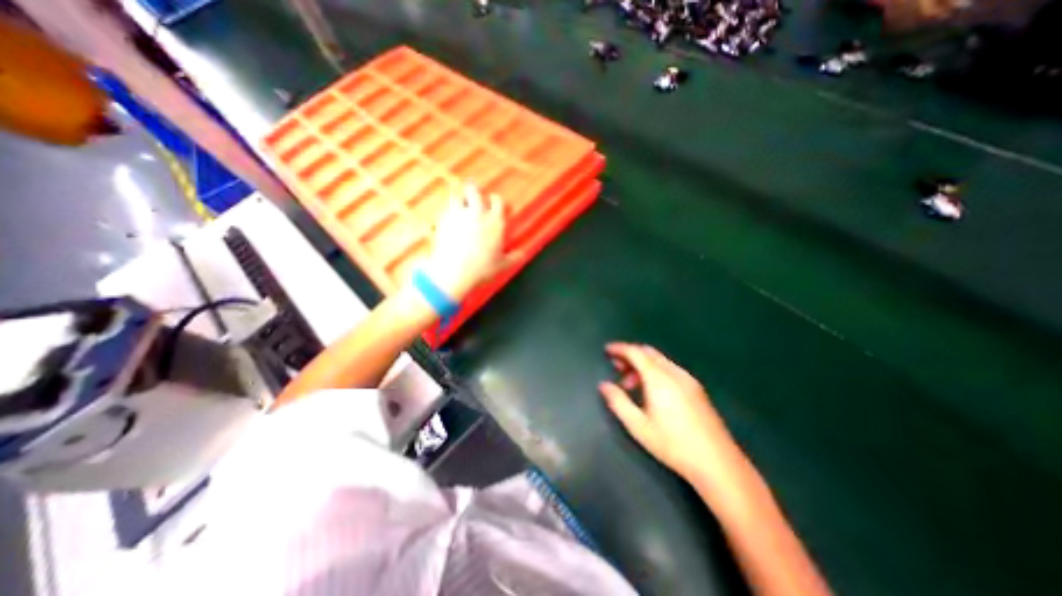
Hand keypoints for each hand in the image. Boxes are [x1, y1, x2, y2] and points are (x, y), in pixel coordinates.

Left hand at [426, 181, 519, 300]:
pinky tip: (449, 215)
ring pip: (457, 195)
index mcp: (495, 222)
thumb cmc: (482, 268)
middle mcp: (478, 214)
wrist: (456, 271)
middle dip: (473, 189)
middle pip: (474, 190)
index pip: (497, 200)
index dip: (495, 199)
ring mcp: (459, 215)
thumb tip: (522, 255)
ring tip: (460, 201)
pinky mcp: (444, 221)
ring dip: (459, 197)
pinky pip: (445, 208)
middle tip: (473, 190)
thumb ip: (514, 257)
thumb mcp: (502, 265)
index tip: (493, 201)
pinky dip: (448, 210)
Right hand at [600, 342, 739, 481]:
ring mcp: (688, 379)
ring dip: (642, 364)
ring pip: (660, 360)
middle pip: (648, 353)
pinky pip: (670, 369)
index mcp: (659, 379)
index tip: (607, 350)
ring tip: (630, 384)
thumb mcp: (638, 426)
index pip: (636, 353)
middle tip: (616, 367)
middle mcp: (674, 373)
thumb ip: (618, 402)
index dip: (620, 348)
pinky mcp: (696, 388)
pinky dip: (655, 370)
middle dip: (630, 355)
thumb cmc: (672, 444)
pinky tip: (651, 390)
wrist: (717, 462)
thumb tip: (604, 385)